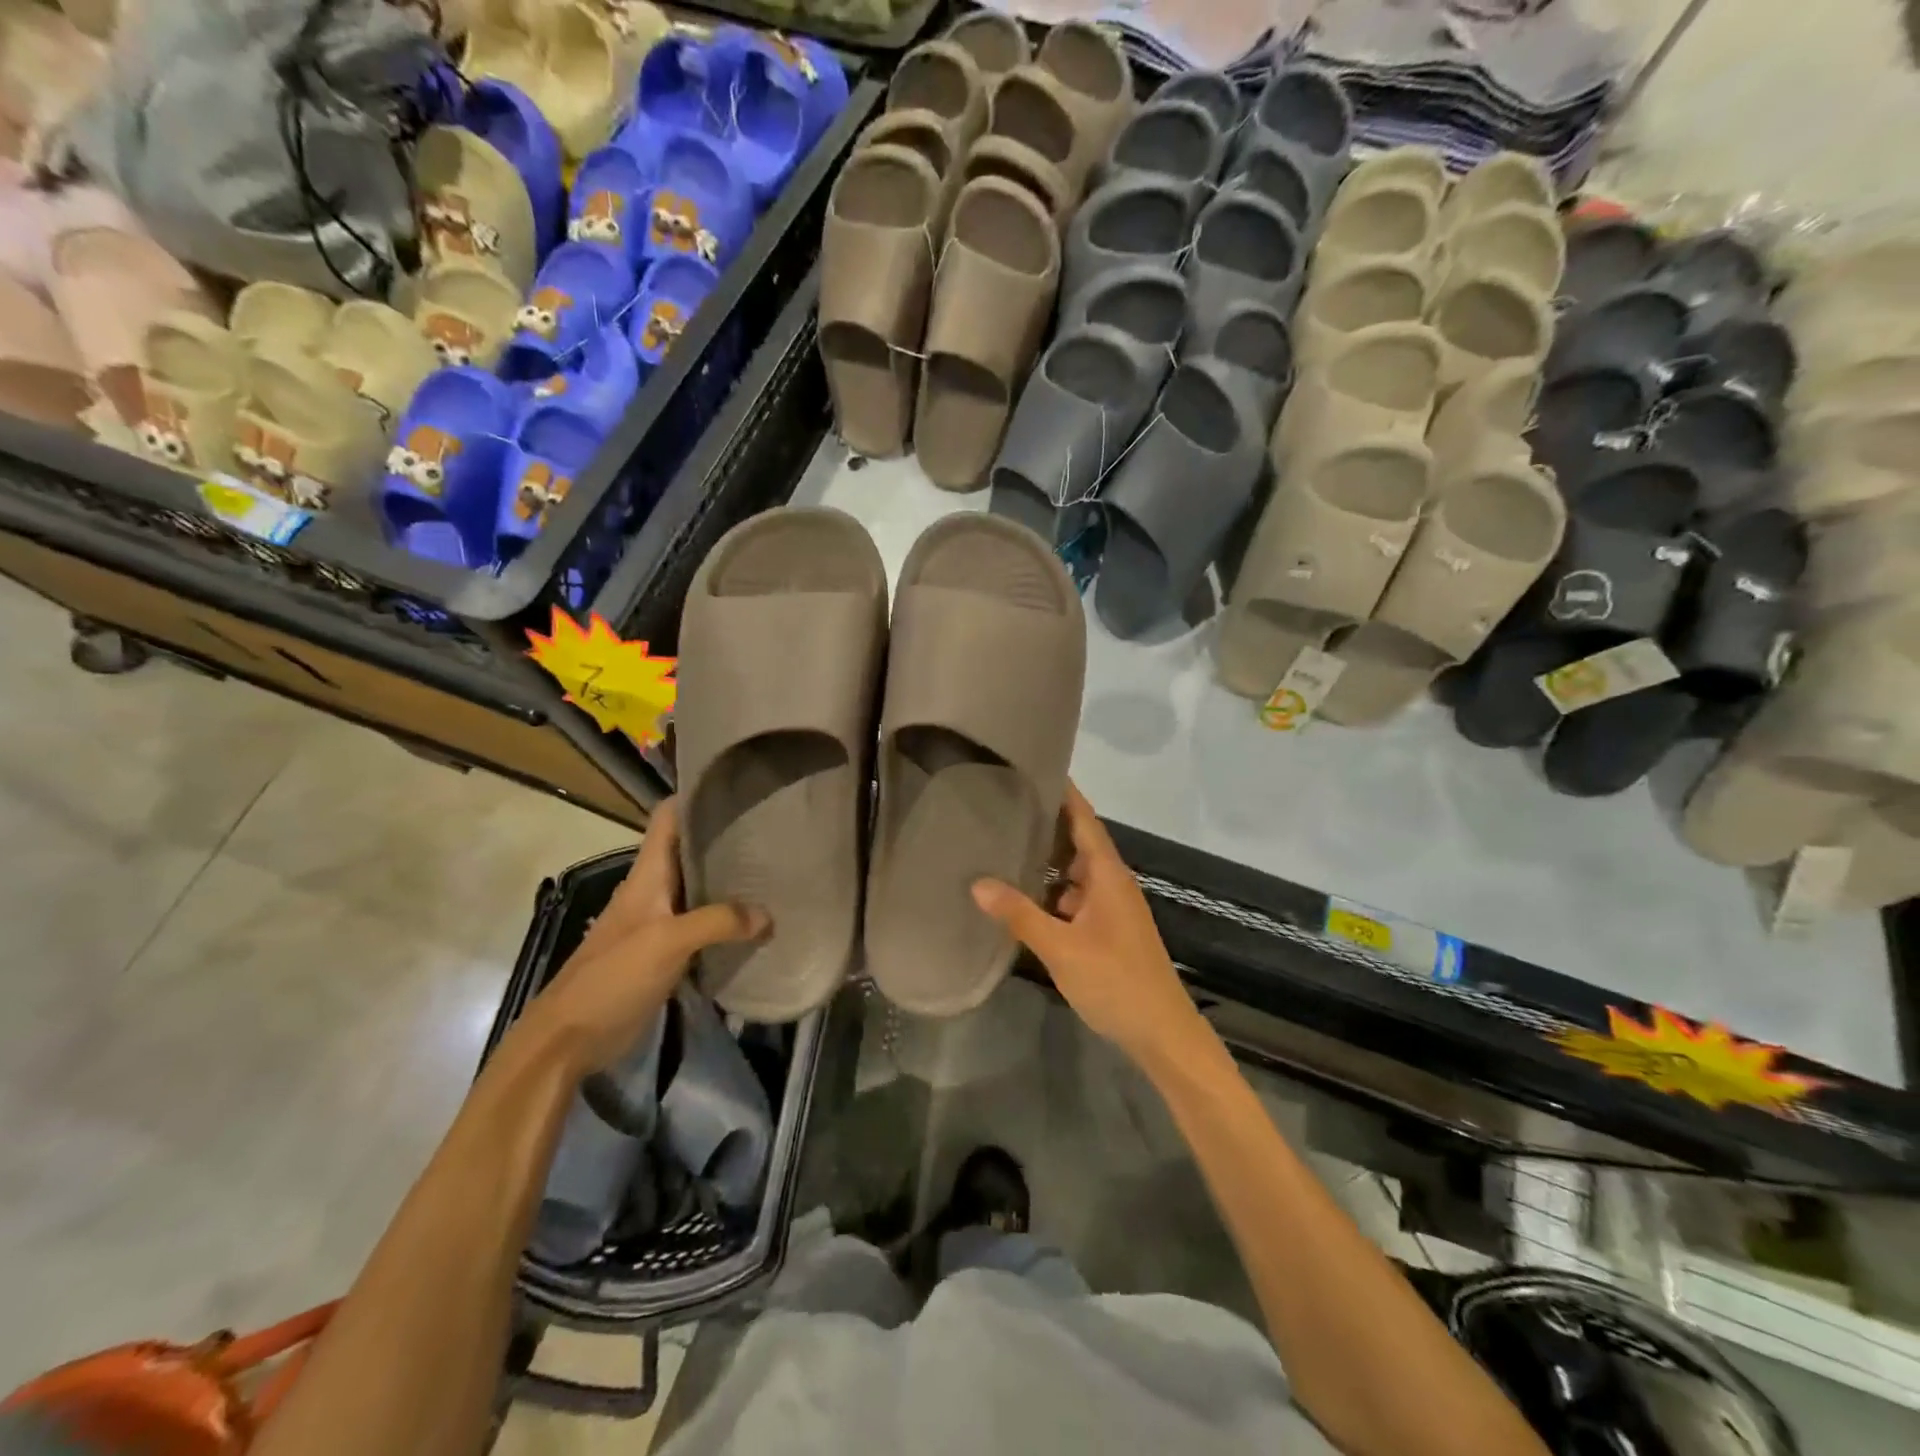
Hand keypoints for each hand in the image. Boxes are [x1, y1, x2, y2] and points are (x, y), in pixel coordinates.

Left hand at [525, 798, 764, 1075]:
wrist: (570, 1038)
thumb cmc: (612, 977)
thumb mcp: (667, 942)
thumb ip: (718, 922)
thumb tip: (768, 915)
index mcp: (647, 874)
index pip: (668, 817)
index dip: (695, 795)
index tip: (736, 785)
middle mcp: (654, 889)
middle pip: (691, 850)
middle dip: (726, 836)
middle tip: (774, 828)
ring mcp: (660, 921)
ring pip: (699, 887)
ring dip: (730, 879)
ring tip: (774, 869)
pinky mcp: (666, 952)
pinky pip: (703, 924)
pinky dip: (727, 919)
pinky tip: (756, 922)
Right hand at [972, 782, 1204, 1070]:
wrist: (1162, 1033)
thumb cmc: (1116, 982)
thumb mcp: (1062, 948)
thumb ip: (1020, 915)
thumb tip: (978, 883)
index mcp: (1108, 875)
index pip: (1084, 818)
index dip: (1064, 792)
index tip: (1035, 766)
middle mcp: (1112, 882)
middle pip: (1078, 840)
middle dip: (1047, 822)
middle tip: (1003, 805)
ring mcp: (1112, 907)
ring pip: (1076, 872)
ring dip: (1048, 860)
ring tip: (1005, 845)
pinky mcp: (1108, 929)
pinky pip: (1076, 897)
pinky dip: (1052, 891)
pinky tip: (1024, 897)